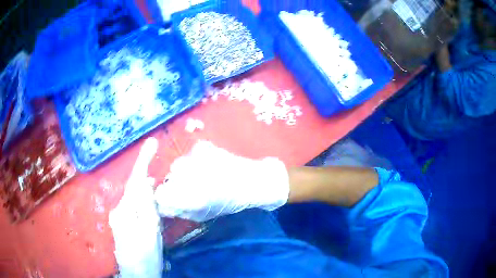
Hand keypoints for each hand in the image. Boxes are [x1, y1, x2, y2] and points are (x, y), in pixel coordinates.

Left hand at [109, 138, 162, 277]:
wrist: (137, 276)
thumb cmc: (146, 257)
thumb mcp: (150, 233)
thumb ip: (147, 207)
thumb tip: (146, 182)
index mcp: (124, 211)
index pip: (134, 181)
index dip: (143, 161)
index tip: (152, 143)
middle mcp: (118, 211)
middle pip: (134, 188)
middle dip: (145, 176)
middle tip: (155, 163)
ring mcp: (119, 218)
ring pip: (134, 198)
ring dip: (145, 190)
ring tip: (157, 187)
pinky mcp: (123, 224)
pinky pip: (134, 207)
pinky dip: (143, 202)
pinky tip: (150, 206)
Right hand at [154, 141, 289, 221]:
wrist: (254, 182)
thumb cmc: (230, 202)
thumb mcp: (204, 214)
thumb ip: (181, 210)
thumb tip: (164, 206)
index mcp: (190, 197)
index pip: (161, 194)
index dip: (164, 195)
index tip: (171, 196)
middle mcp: (189, 177)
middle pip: (171, 176)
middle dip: (177, 181)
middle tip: (192, 185)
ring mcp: (196, 159)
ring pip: (180, 163)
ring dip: (187, 169)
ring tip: (204, 174)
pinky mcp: (205, 147)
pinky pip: (192, 153)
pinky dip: (198, 159)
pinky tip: (210, 164)